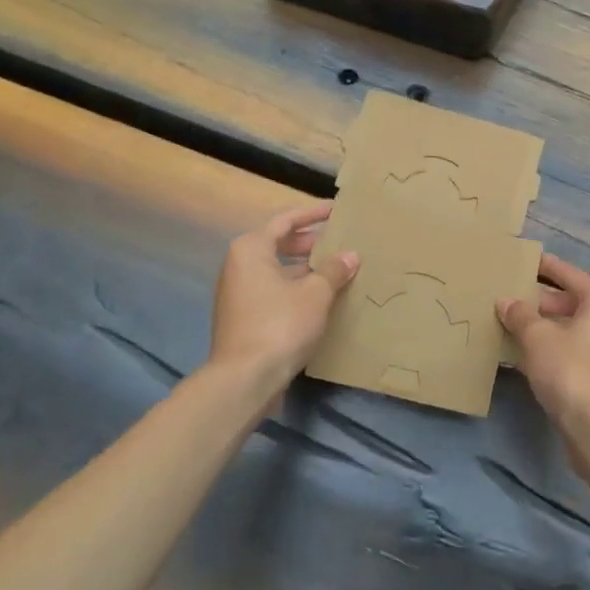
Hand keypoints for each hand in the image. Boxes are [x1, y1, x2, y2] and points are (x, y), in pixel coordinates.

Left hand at [210, 202, 358, 391]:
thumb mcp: (316, 293)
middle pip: (279, 243)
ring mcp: (239, 293)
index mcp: (251, 249)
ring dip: (305, 268)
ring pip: (277, 270)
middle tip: (340, 241)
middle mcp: (239, 265)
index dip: (313, 214)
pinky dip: (296, 288)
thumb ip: (334, 270)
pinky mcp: (244, 317)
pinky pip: (274, 291)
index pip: (285, 220)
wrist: (245, 379)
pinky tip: (321, 298)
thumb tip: (351, 256)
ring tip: (337, 269)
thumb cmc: (280, 324)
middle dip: (310, 242)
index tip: (336, 210)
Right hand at [497, 254, 589, 438]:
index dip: (547, 266)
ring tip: (510, 324)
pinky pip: (572, 351)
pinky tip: (523, 354)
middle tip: (510, 296)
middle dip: (540, 301)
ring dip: (543, 328)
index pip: (570, 275)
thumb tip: (505, 301)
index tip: (527, 258)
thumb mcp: (538, 338)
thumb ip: (520, 315)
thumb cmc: (571, 370)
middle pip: (571, 302)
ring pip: (571, 329)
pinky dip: (551, 349)